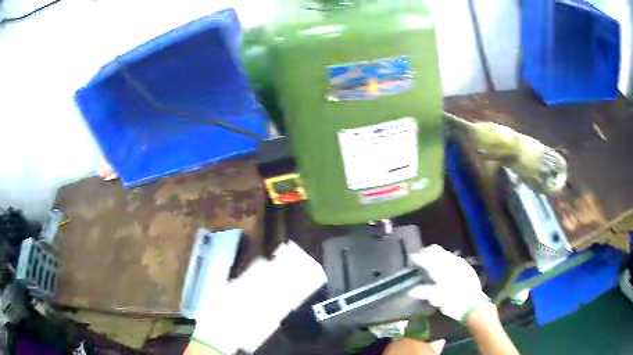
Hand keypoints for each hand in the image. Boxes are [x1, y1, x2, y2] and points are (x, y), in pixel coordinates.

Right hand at [408, 245, 489, 321]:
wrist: (474, 305)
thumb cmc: (453, 303)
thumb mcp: (436, 299)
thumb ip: (423, 292)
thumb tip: (411, 290)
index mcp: (440, 269)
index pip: (425, 258)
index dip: (415, 258)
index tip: (409, 261)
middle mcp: (449, 262)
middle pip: (434, 250)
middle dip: (425, 252)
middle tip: (418, 259)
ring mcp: (459, 262)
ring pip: (444, 252)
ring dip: (435, 254)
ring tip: (429, 262)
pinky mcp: (465, 265)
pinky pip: (452, 256)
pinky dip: (444, 258)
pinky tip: (444, 267)